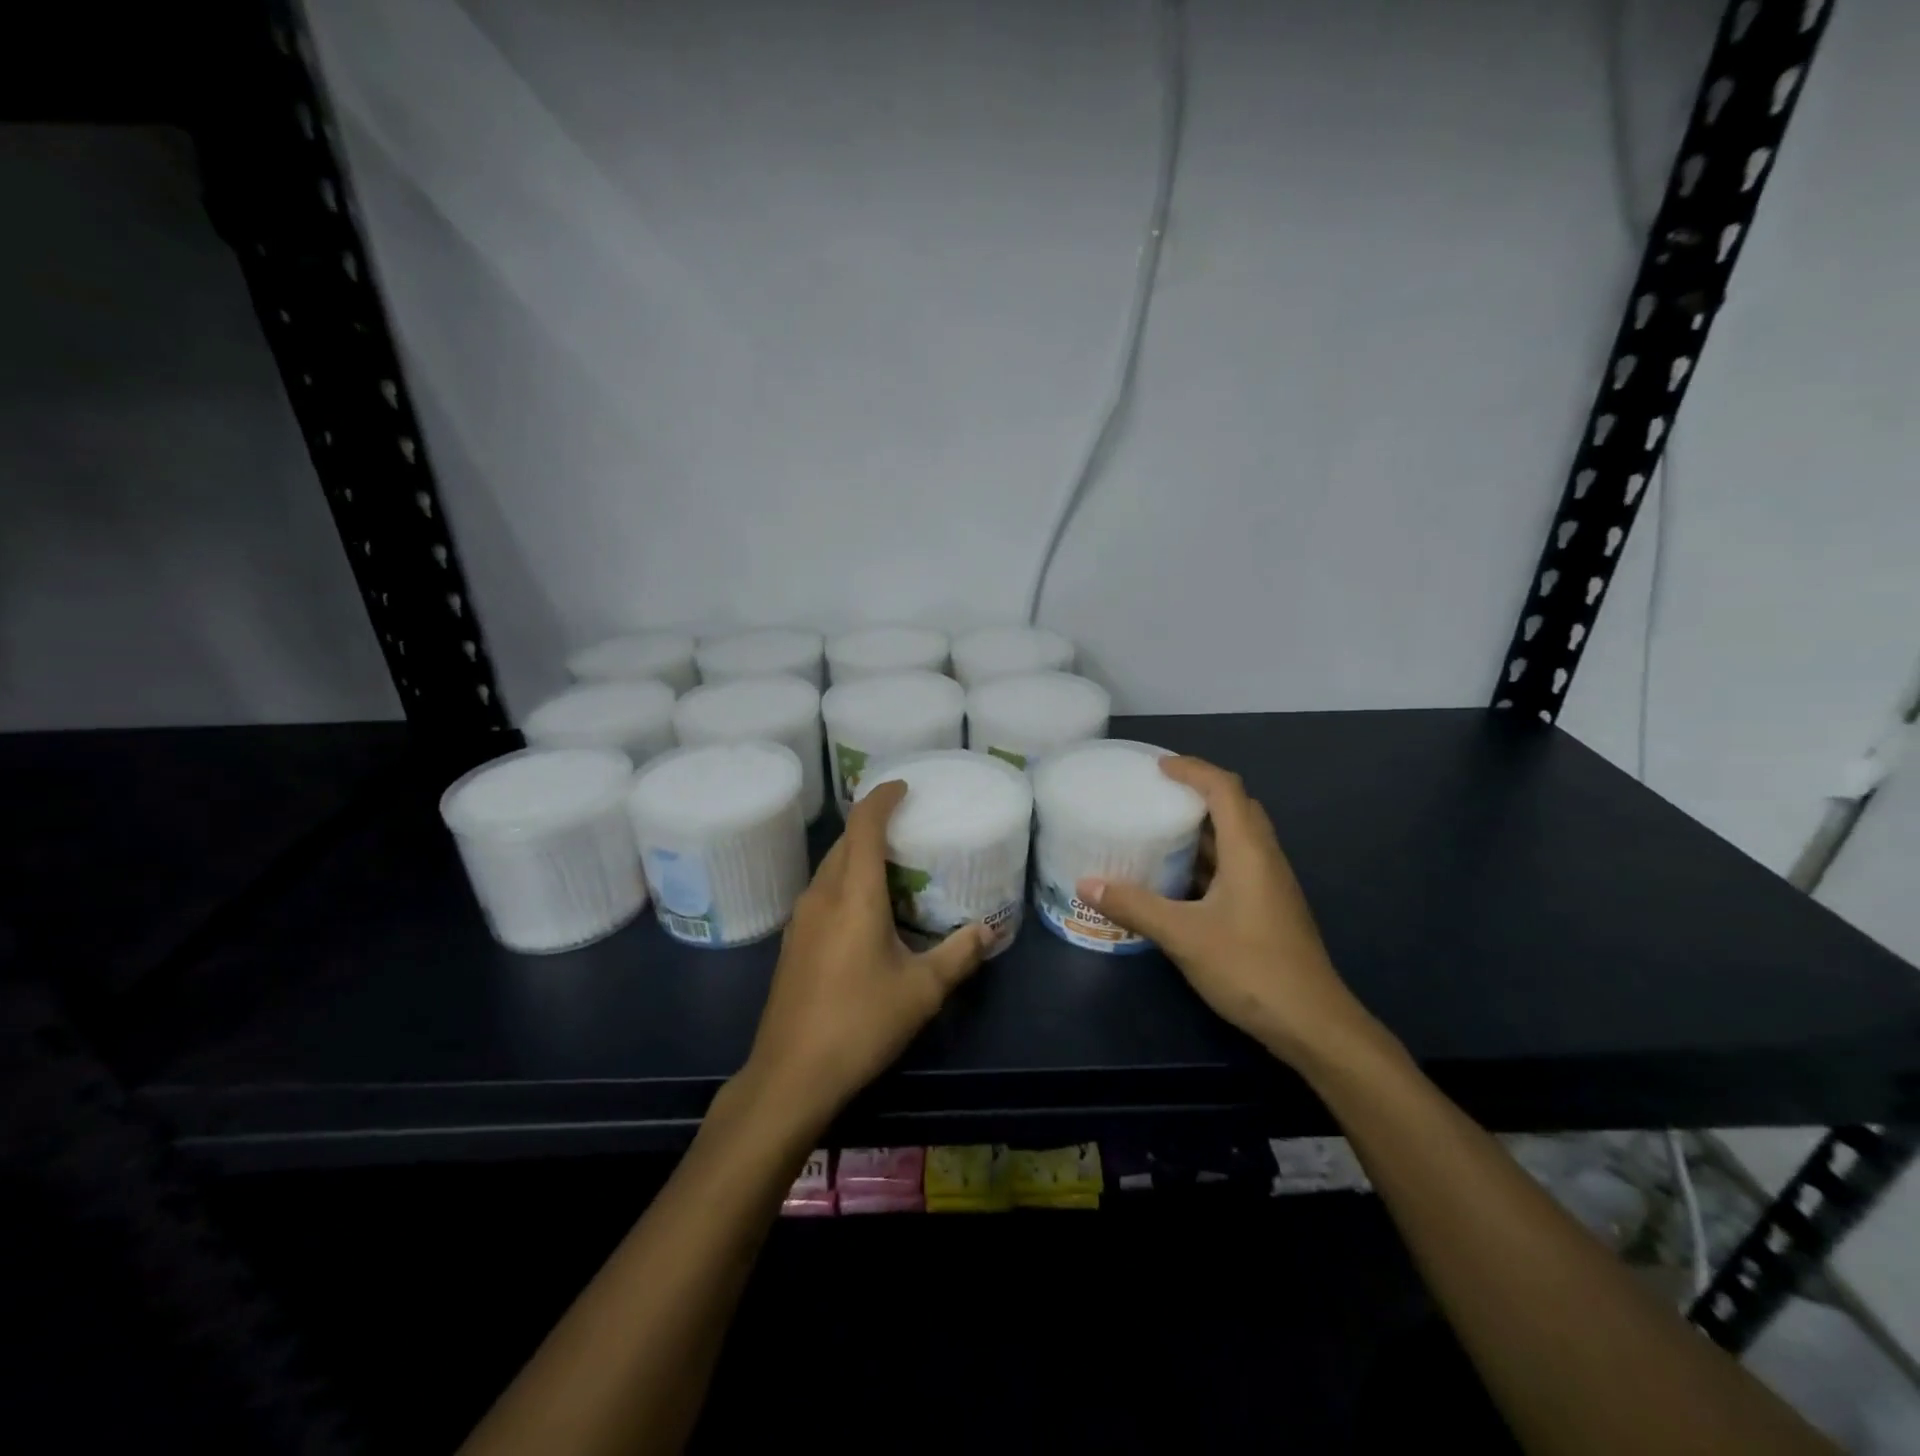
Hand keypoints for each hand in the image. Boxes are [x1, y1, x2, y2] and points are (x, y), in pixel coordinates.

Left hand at [741, 779, 991, 1129]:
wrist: (791, 1074)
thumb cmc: (860, 1024)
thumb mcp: (921, 991)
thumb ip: (958, 955)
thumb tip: (988, 930)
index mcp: (853, 895)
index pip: (864, 826)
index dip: (881, 798)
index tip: (903, 786)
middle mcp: (822, 896)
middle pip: (844, 842)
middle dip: (872, 824)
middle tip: (907, 825)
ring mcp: (801, 919)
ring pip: (830, 867)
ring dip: (857, 854)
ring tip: (891, 863)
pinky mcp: (793, 942)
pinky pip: (821, 892)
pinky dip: (844, 881)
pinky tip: (864, 908)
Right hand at [1077, 756, 1376, 1065]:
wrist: (1312, 1024)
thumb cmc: (1250, 968)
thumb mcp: (1183, 935)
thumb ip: (1134, 906)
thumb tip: (1086, 884)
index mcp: (1249, 851)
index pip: (1224, 788)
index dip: (1193, 769)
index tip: (1157, 767)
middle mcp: (1264, 859)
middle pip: (1236, 807)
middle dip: (1199, 793)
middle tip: (1158, 795)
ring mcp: (1271, 885)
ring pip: (1238, 839)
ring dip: (1204, 827)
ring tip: (1161, 829)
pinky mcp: (1269, 909)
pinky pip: (1237, 866)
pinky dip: (1208, 859)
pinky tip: (1179, 880)